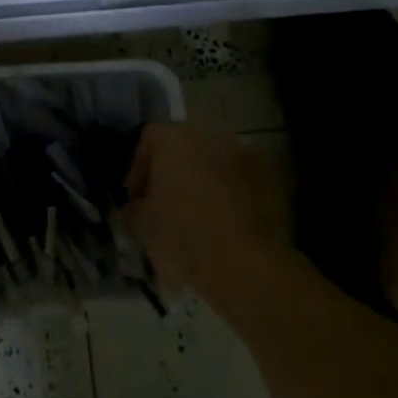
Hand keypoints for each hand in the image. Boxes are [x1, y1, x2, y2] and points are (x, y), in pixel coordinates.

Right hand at [122, 123, 291, 298]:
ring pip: (210, 163)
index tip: (135, 199)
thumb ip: (133, 208)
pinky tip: (218, 224)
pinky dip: (224, 195)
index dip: (138, 169)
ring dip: (198, 182)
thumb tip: (134, 208)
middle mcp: (208, 135)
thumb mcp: (141, 223)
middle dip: (170, 173)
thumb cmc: (181, 233)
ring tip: (192, 217)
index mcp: (174, 137)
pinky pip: (234, 181)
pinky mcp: (264, 179)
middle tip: (162, 205)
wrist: (242, 262)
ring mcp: (240, 154)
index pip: (147, 140)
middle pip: (181, 148)